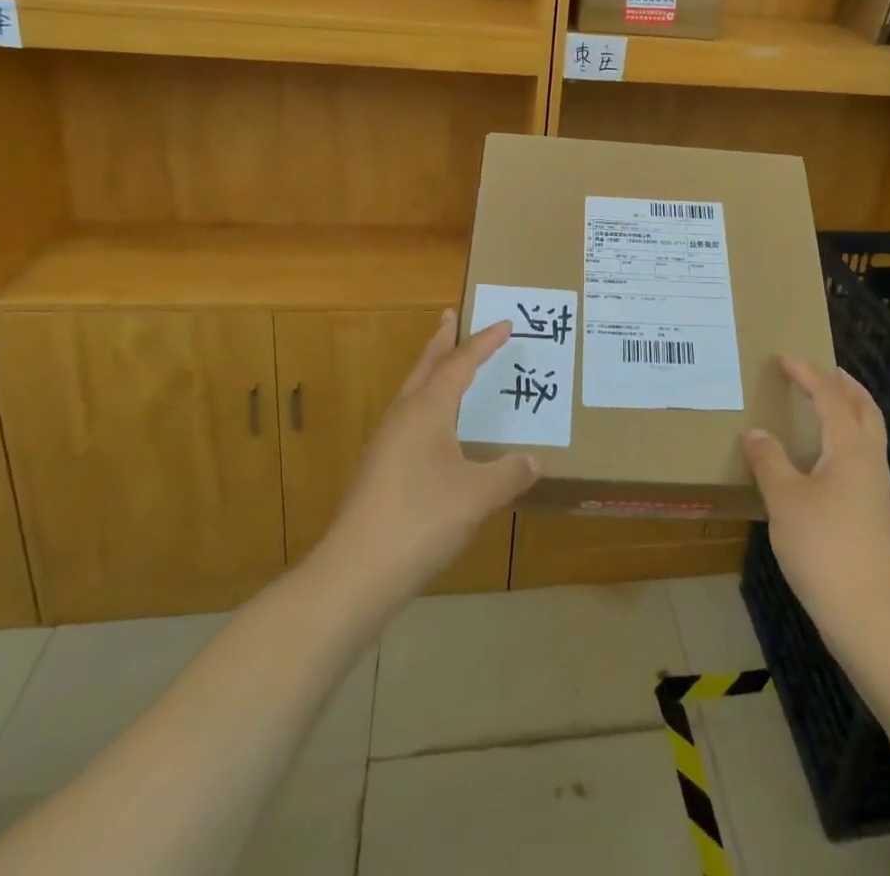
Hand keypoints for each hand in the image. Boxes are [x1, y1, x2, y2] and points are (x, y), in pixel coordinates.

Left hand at [320, 311, 537, 608]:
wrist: (355, 573)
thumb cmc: (421, 520)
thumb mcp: (477, 495)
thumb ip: (508, 473)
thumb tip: (533, 460)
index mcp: (427, 410)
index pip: (460, 363)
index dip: (484, 342)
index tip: (505, 324)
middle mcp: (403, 417)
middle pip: (425, 367)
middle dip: (441, 341)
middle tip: (450, 316)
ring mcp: (385, 444)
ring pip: (412, 393)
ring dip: (430, 372)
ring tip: (444, 364)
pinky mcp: (379, 471)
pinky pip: (408, 420)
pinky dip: (426, 405)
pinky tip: (434, 430)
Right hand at [743, 356, 889, 648]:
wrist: (870, 615)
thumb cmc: (824, 548)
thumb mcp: (784, 500)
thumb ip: (769, 461)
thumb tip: (756, 433)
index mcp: (850, 449)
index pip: (830, 397)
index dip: (808, 374)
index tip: (785, 358)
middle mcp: (870, 462)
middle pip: (865, 410)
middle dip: (845, 385)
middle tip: (822, 372)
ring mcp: (878, 491)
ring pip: (868, 435)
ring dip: (849, 412)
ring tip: (821, 409)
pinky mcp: (875, 515)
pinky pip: (862, 459)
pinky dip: (845, 441)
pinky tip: (823, 460)